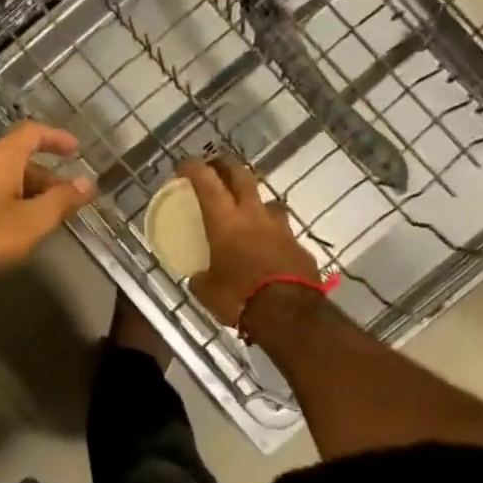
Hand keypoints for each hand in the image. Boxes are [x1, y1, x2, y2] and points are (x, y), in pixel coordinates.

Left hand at [0, 122, 95, 295]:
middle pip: (15, 158)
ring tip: (41, 219)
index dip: (56, 137)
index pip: (31, 132)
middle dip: (44, 176)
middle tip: (66, 201)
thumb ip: (61, 201)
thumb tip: (88, 181)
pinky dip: (3, 203)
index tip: (76, 150)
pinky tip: (8, 230)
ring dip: (24, 192)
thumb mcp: (30, 224)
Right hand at [179, 158, 319, 324]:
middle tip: (215, 167)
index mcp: (225, 221)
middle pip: (241, 176)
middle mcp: (253, 215)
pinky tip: (267, 248)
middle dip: (226, 166)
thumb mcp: (207, 292)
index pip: (206, 182)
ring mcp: (280, 228)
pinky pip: (282, 232)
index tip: (183, 166)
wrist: (291, 316)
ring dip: (254, 201)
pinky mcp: (299, 246)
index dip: (193, 168)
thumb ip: (201, 278)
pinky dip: (271, 234)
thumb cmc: (240, 298)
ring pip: (267, 201)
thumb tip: (198, 278)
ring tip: (246, 211)